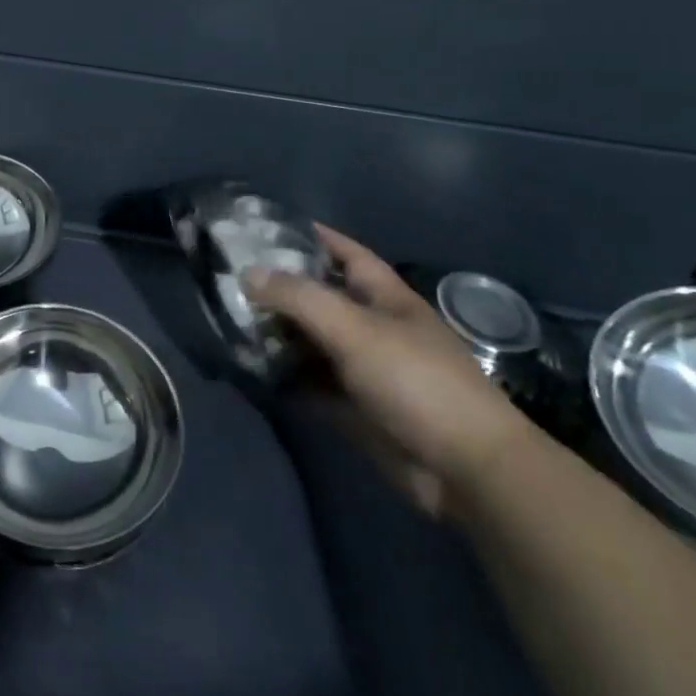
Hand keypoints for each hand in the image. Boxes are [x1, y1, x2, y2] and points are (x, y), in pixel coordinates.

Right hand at [244, 226, 536, 518]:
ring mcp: (365, 370)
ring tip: (230, 321)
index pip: (346, 253)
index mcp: (385, 298)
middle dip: (282, 288)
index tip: (268, 226)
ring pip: (313, 343)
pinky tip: (251, 370)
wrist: (465, 469)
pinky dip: (286, 378)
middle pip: (322, 298)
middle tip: (231, 278)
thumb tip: (248, 272)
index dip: (314, 237)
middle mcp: (374, 328)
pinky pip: (312, 384)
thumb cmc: (415, 381)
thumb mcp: (354, 328)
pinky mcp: (356, 409)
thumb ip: (299, 297)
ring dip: (279, 335)